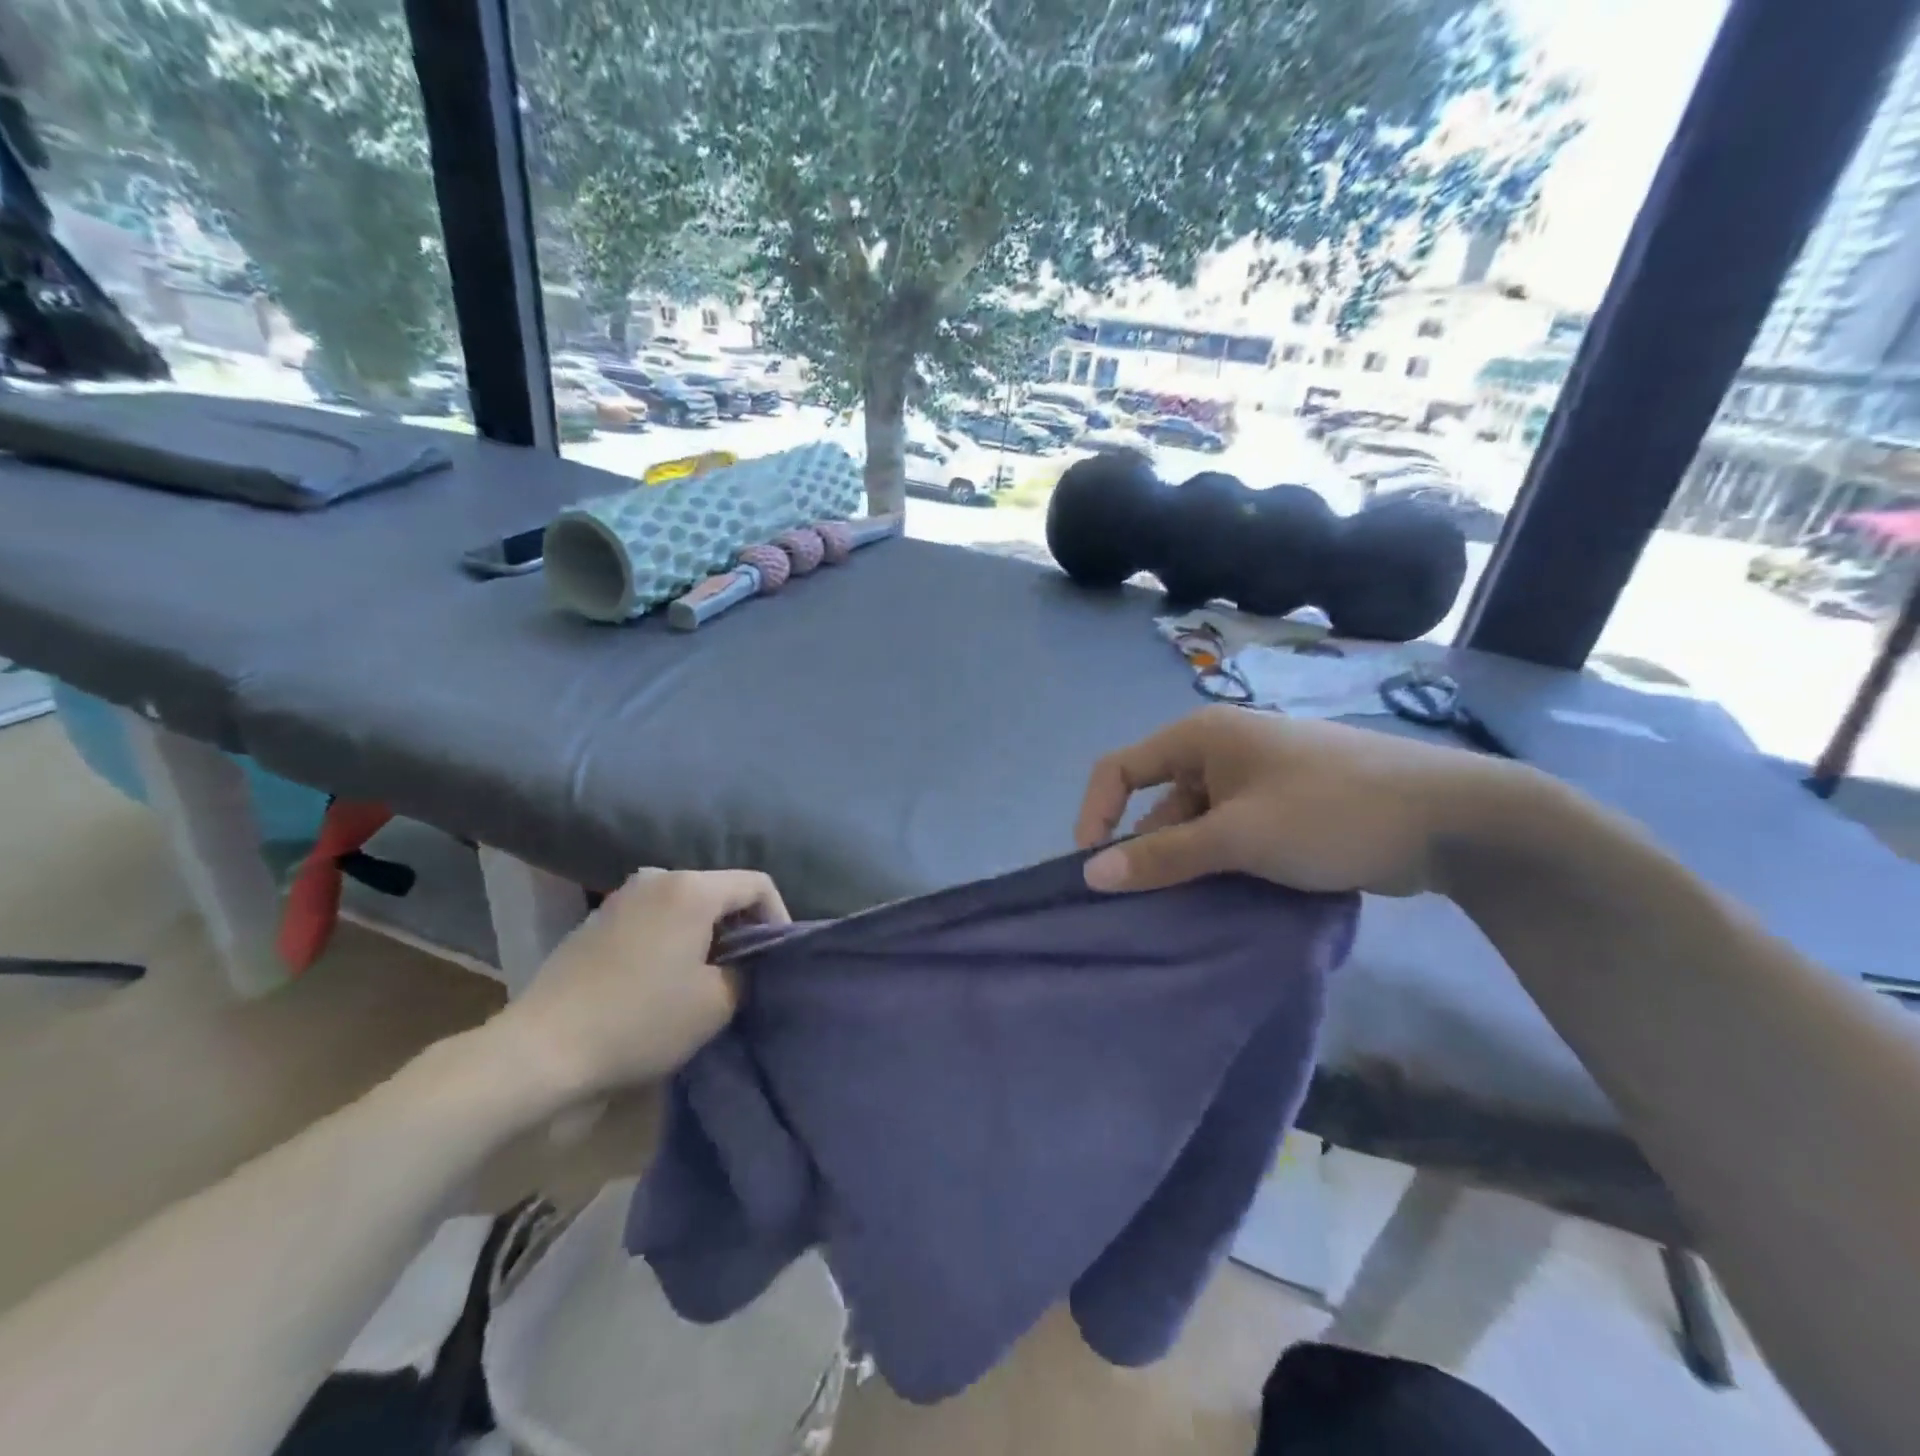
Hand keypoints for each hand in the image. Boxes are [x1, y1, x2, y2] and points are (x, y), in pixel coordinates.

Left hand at [492, 868, 788, 1103]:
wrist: (540, 1050)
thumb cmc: (640, 1021)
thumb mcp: (716, 1004)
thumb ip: (747, 971)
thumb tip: (745, 963)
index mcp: (691, 888)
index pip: (757, 885)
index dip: (778, 917)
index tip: (776, 958)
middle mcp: (658, 877)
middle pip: (720, 891)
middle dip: (741, 927)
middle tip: (746, 971)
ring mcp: (622, 897)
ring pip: (686, 905)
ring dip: (706, 934)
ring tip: (707, 977)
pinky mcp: (597, 921)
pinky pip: (654, 918)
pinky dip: (673, 939)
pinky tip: (664, 979)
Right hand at [1075, 706, 1525, 897]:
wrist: (1449, 818)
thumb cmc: (1330, 811)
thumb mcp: (1238, 836)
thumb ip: (1162, 855)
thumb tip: (1091, 874)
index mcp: (1201, 738)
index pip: (1120, 768)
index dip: (1096, 814)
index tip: (1094, 871)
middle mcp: (1221, 752)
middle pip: (1159, 802)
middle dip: (1147, 851)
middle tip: (1147, 906)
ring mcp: (1256, 781)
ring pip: (1197, 825)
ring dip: (1187, 865)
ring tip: (1186, 913)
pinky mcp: (1284, 810)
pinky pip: (1232, 837)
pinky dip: (1221, 866)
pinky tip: (1224, 903)